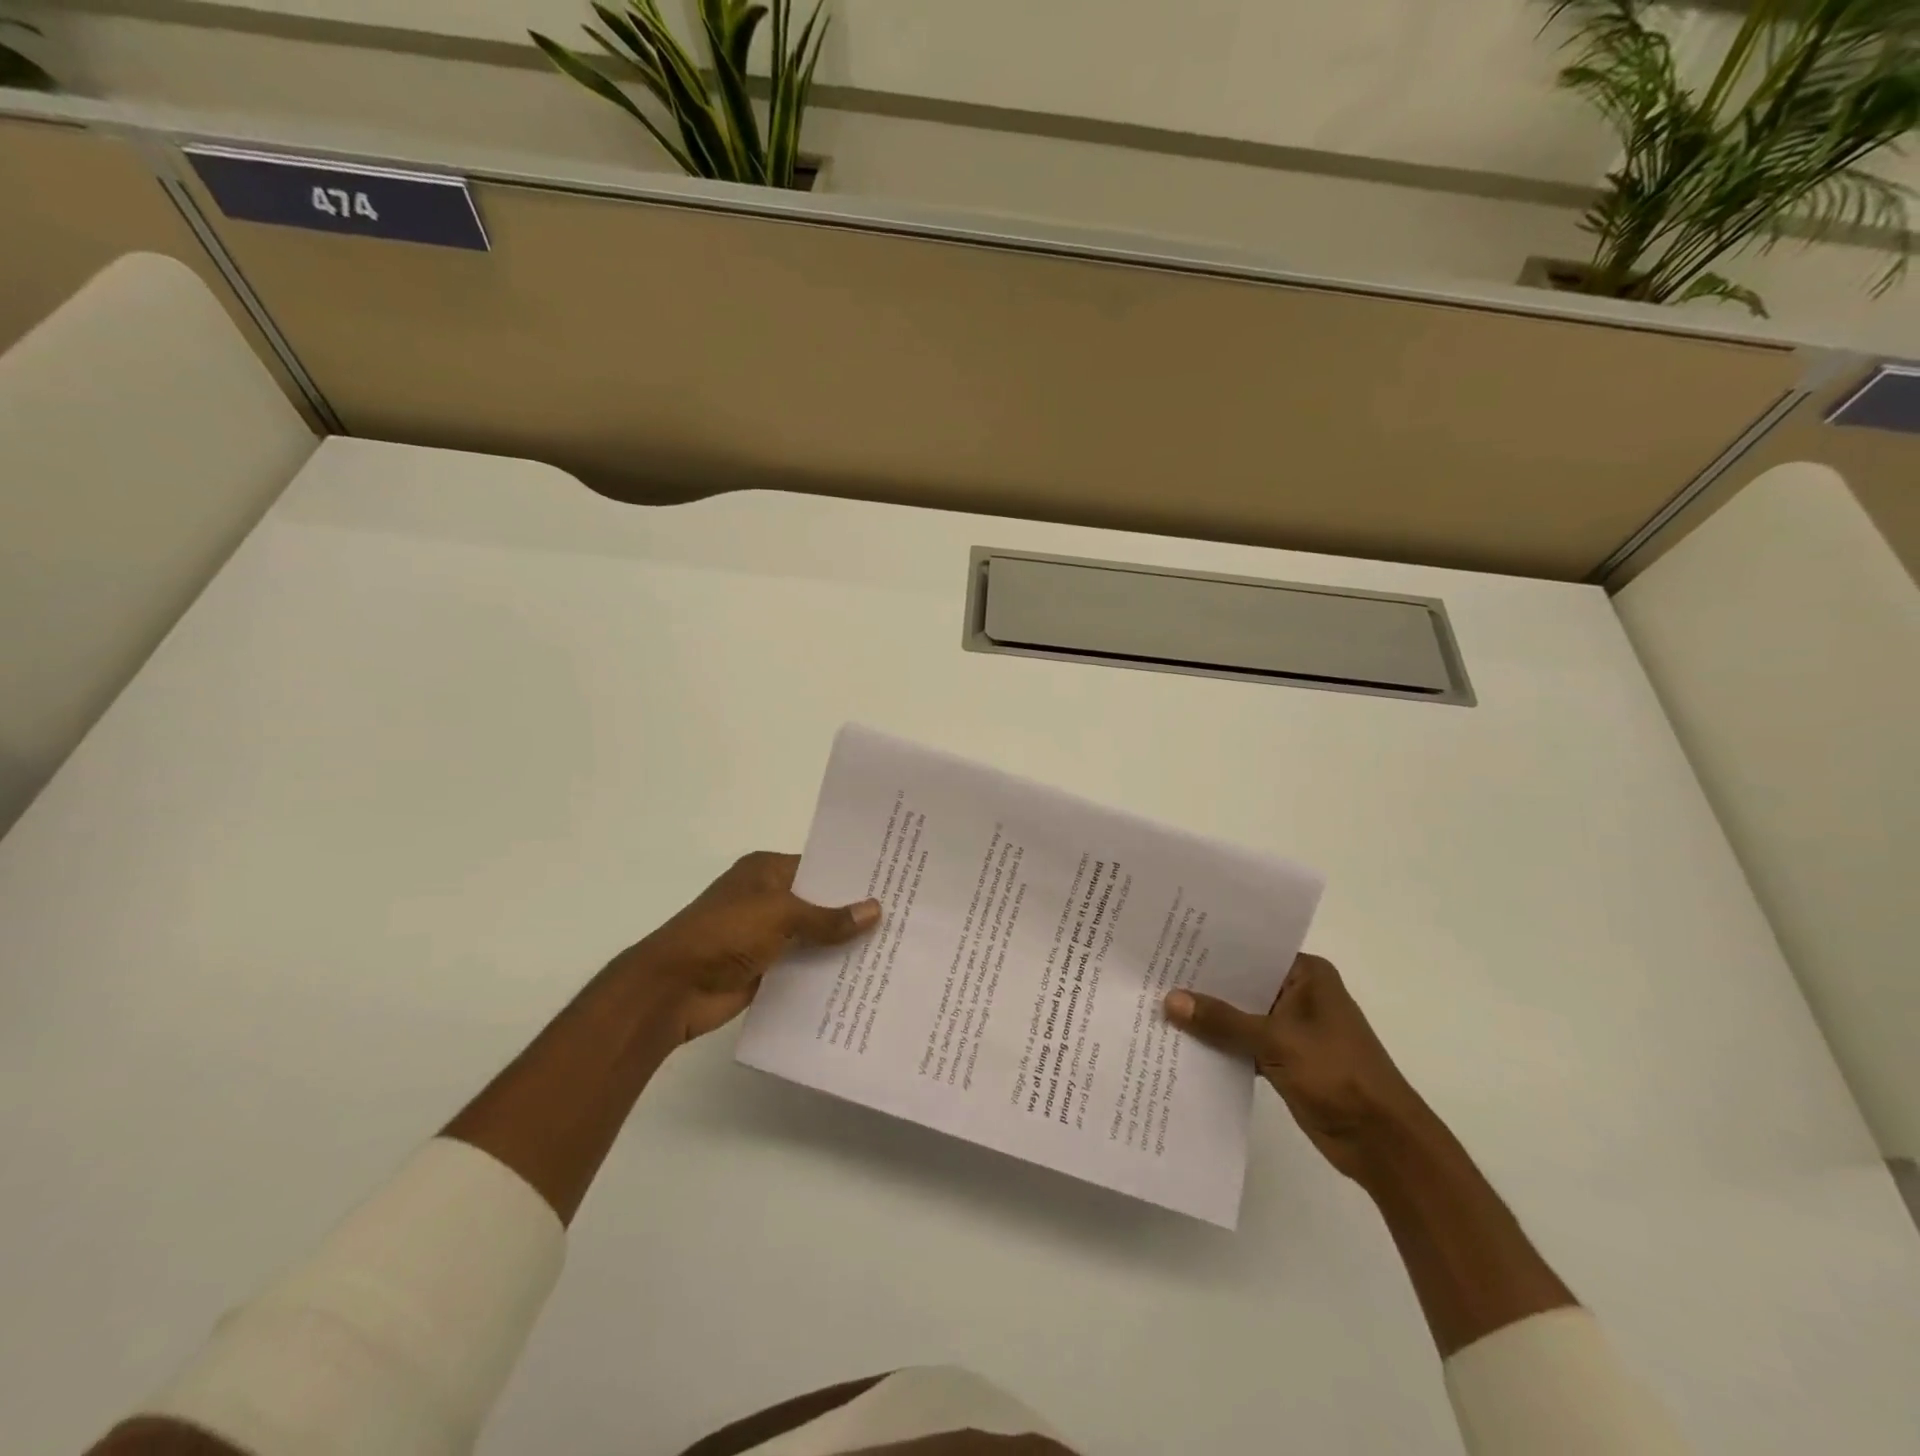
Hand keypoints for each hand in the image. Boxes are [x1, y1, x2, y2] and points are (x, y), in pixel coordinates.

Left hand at [620, 851, 879, 1042]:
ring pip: (814, 937)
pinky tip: (862, 977)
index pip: (819, 866)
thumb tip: (875, 910)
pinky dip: (826, 972)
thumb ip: (828, 918)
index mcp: (766, 871)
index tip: (893, 881)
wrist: (672, 988)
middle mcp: (768, 898)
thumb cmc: (724, 934)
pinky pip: (804, 966)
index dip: (852, 875)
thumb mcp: (780, 916)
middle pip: (819, 902)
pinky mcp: (765, 968)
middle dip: (853, 912)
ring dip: (842, 945)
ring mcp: (765, 935)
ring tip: (893, 948)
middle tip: (904, 916)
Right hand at [1164, 954, 1425, 1183]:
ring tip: (1157, 1005)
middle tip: (1153, 974)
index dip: (1211, 949)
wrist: (1383, 1143)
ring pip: (1240, 1016)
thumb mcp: (1276, 1041)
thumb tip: (1169, 1000)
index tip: (1169, 943)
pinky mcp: (1284, 1059)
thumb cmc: (1337, 1075)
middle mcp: (1298, 995)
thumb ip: (1222, 1020)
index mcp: (1307, 975)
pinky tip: (1182, 1043)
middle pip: (1242, 983)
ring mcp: (1292, 1029)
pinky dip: (1220, 1046)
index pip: (1251, 951)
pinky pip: (1243, 1044)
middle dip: (1203, 985)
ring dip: (1209, 1018)